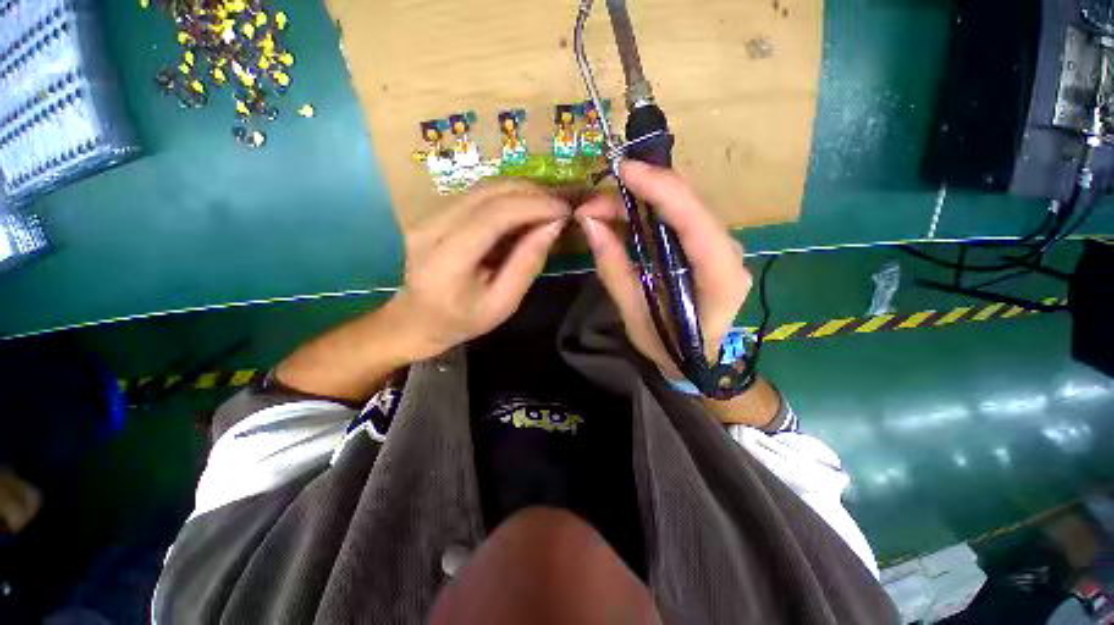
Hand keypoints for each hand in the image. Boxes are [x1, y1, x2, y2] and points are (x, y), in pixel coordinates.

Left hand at [391, 182, 570, 360]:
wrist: (418, 320)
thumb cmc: (463, 320)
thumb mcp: (504, 302)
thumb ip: (528, 263)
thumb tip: (554, 225)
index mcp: (448, 259)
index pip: (495, 215)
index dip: (534, 205)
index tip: (564, 210)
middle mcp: (431, 227)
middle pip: (488, 193)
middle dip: (531, 193)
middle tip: (561, 206)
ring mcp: (427, 215)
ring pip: (482, 188)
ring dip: (520, 191)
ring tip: (548, 206)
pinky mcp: (432, 212)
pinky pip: (476, 194)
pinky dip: (506, 197)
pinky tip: (524, 209)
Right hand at [575, 161, 750, 378]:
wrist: (698, 360)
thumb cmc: (670, 346)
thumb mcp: (635, 315)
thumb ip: (614, 268)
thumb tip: (589, 222)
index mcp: (719, 277)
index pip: (694, 220)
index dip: (660, 189)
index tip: (622, 171)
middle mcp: (729, 253)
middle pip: (689, 204)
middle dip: (640, 193)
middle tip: (594, 204)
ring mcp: (721, 246)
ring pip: (682, 206)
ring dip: (639, 201)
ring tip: (600, 212)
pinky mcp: (707, 245)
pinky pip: (677, 217)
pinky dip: (646, 212)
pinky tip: (621, 217)